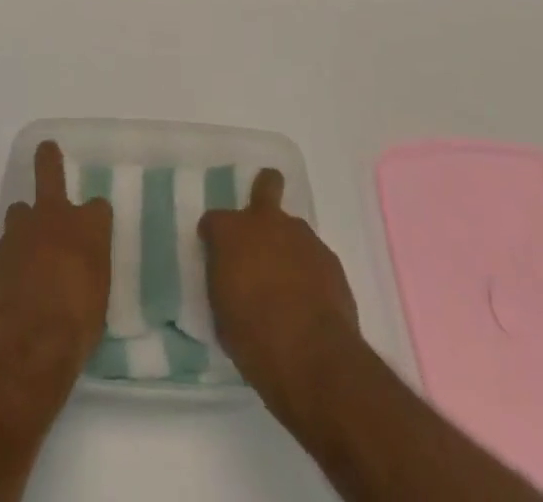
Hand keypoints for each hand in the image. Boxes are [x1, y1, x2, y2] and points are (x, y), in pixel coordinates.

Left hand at [0, 140, 111, 394]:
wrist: (24, 347)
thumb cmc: (76, 327)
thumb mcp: (97, 299)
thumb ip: (88, 271)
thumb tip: (81, 267)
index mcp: (88, 228)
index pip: (98, 207)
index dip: (96, 217)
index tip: (96, 227)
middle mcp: (52, 219)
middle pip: (50, 174)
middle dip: (48, 160)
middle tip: (46, 149)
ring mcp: (17, 235)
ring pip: (19, 212)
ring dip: (24, 225)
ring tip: (27, 249)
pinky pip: (3, 253)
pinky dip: (8, 264)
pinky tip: (10, 289)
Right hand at [200, 168, 359, 411]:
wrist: (312, 357)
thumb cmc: (253, 339)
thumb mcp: (221, 313)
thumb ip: (224, 280)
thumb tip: (231, 275)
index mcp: (230, 232)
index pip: (213, 221)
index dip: (213, 237)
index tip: (216, 257)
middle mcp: (265, 222)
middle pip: (266, 185)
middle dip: (265, 189)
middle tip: (262, 218)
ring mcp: (301, 236)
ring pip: (292, 228)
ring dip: (287, 246)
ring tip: (289, 282)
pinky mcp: (329, 257)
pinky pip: (313, 256)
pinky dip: (309, 271)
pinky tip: (310, 299)